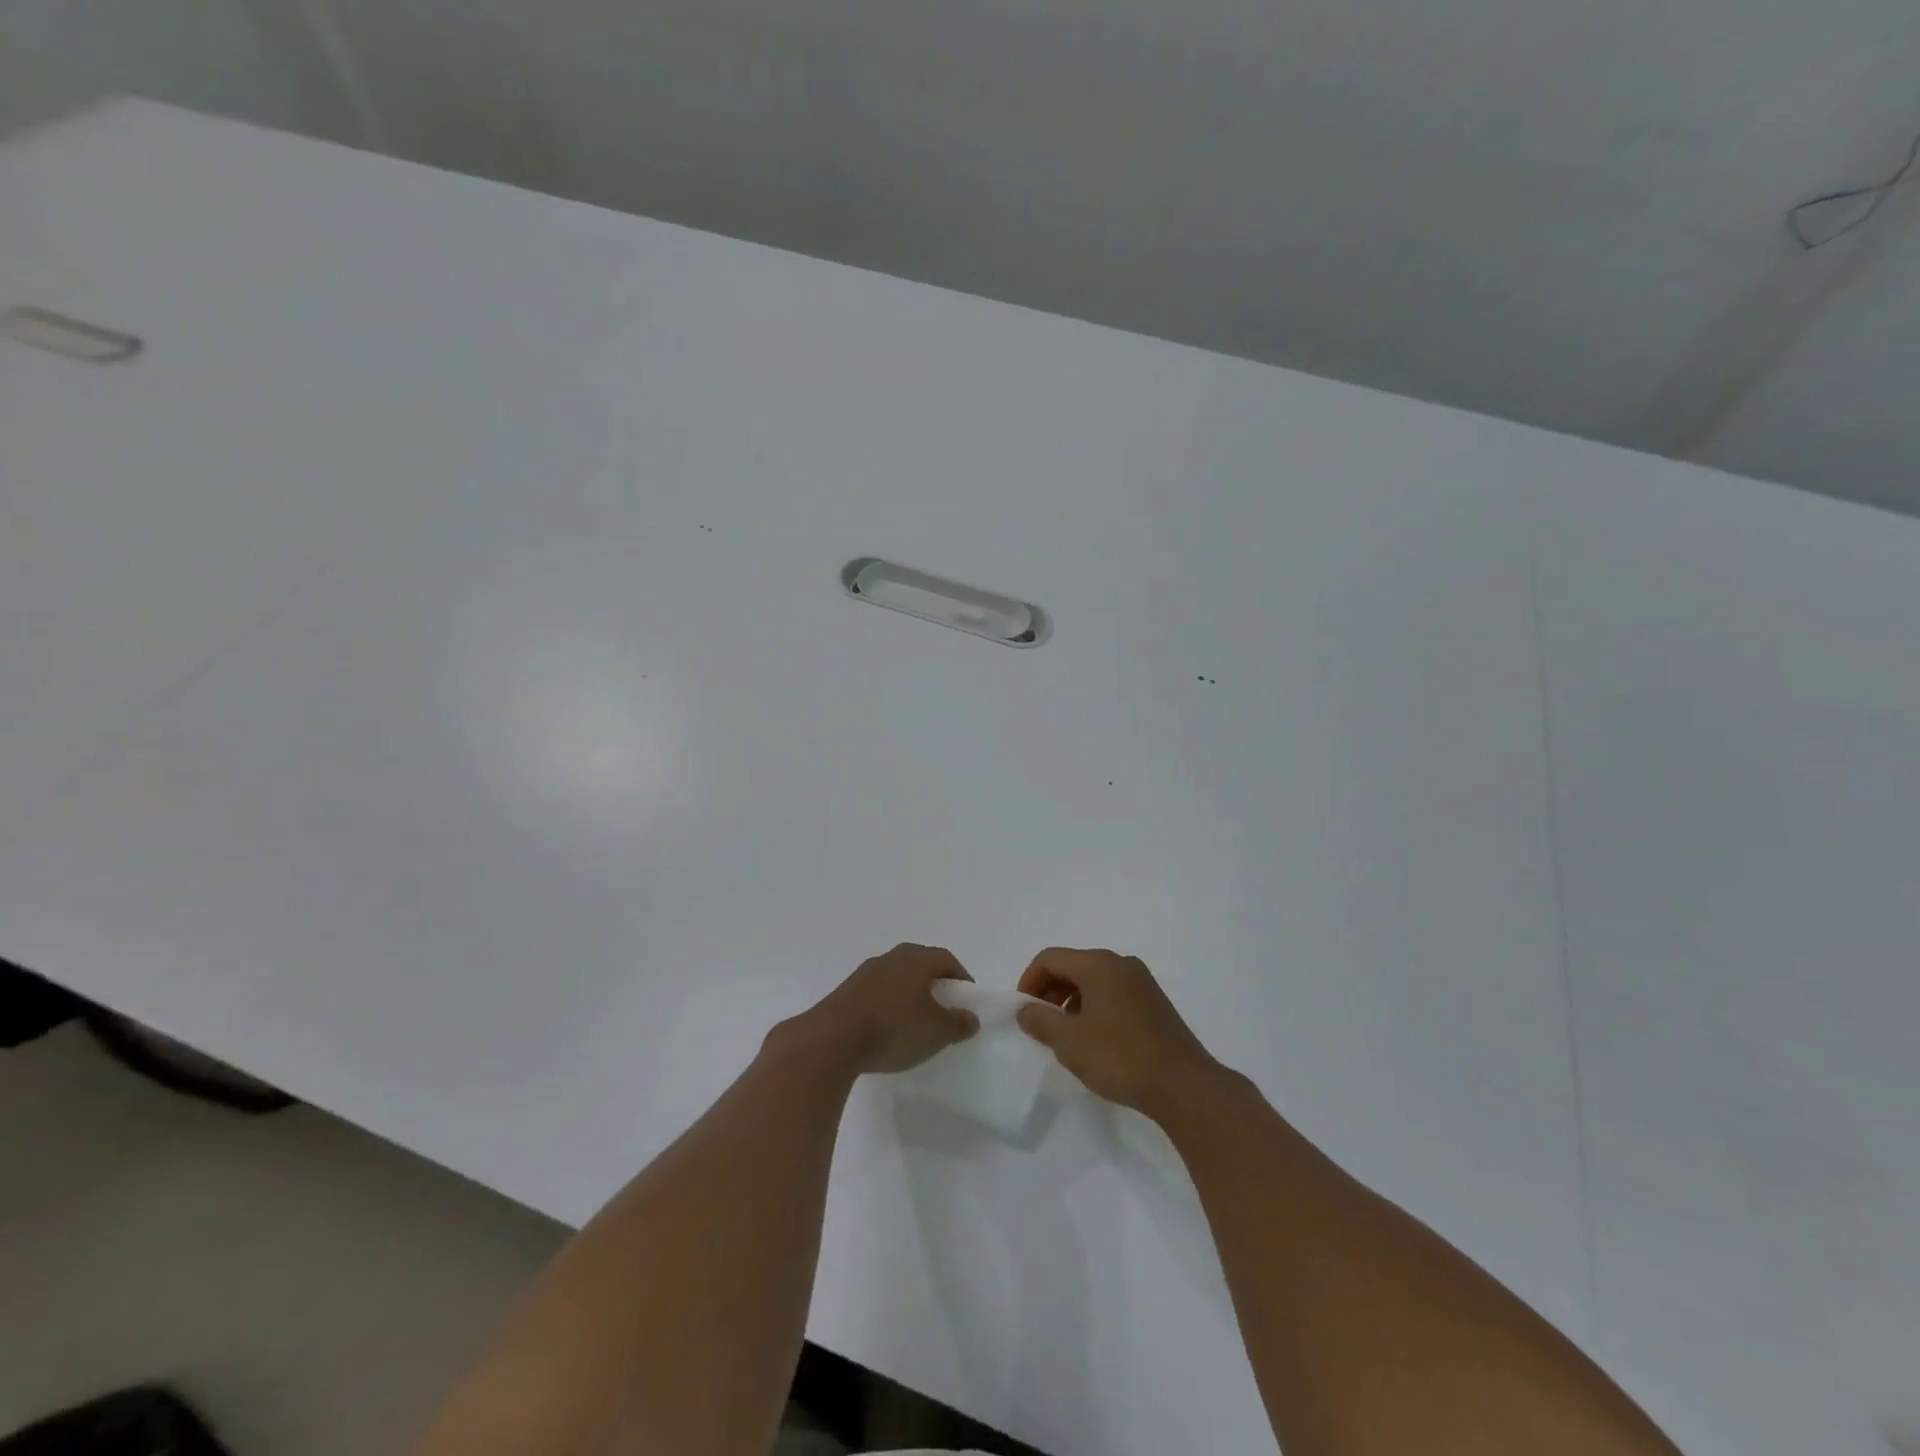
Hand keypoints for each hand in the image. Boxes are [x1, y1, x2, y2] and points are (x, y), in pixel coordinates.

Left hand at [790, 944, 979, 1075]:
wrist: (833, 1039)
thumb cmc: (894, 1028)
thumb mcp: (937, 1031)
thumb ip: (958, 1023)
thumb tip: (970, 1018)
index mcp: (915, 959)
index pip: (946, 959)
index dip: (960, 977)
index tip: (967, 999)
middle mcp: (890, 958)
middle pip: (919, 965)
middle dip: (934, 984)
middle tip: (943, 1008)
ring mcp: (864, 974)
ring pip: (896, 979)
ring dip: (908, 995)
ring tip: (915, 1022)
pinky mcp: (846, 992)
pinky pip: (876, 994)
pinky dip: (887, 1006)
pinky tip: (887, 1030)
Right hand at [1016, 948, 1224, 1118]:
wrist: (1183, 1085)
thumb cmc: (1120, 1057)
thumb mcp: (1069, 1042)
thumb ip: (1040, 1021)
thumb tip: (1026, 1010)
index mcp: (1098, 964)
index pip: (1050, 958)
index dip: (1029, 981)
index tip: (1023, 1011)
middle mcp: (1120, 963)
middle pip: (1072, 965)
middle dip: (1050, 990)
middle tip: (1039, 1024)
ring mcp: (1141, 981)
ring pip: (1093, 980)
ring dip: (1071, 1000)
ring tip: (1066, 1035)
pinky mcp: (1154, 1001)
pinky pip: (1113, 992)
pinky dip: (1094, 1006)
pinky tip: (1095, 1039)